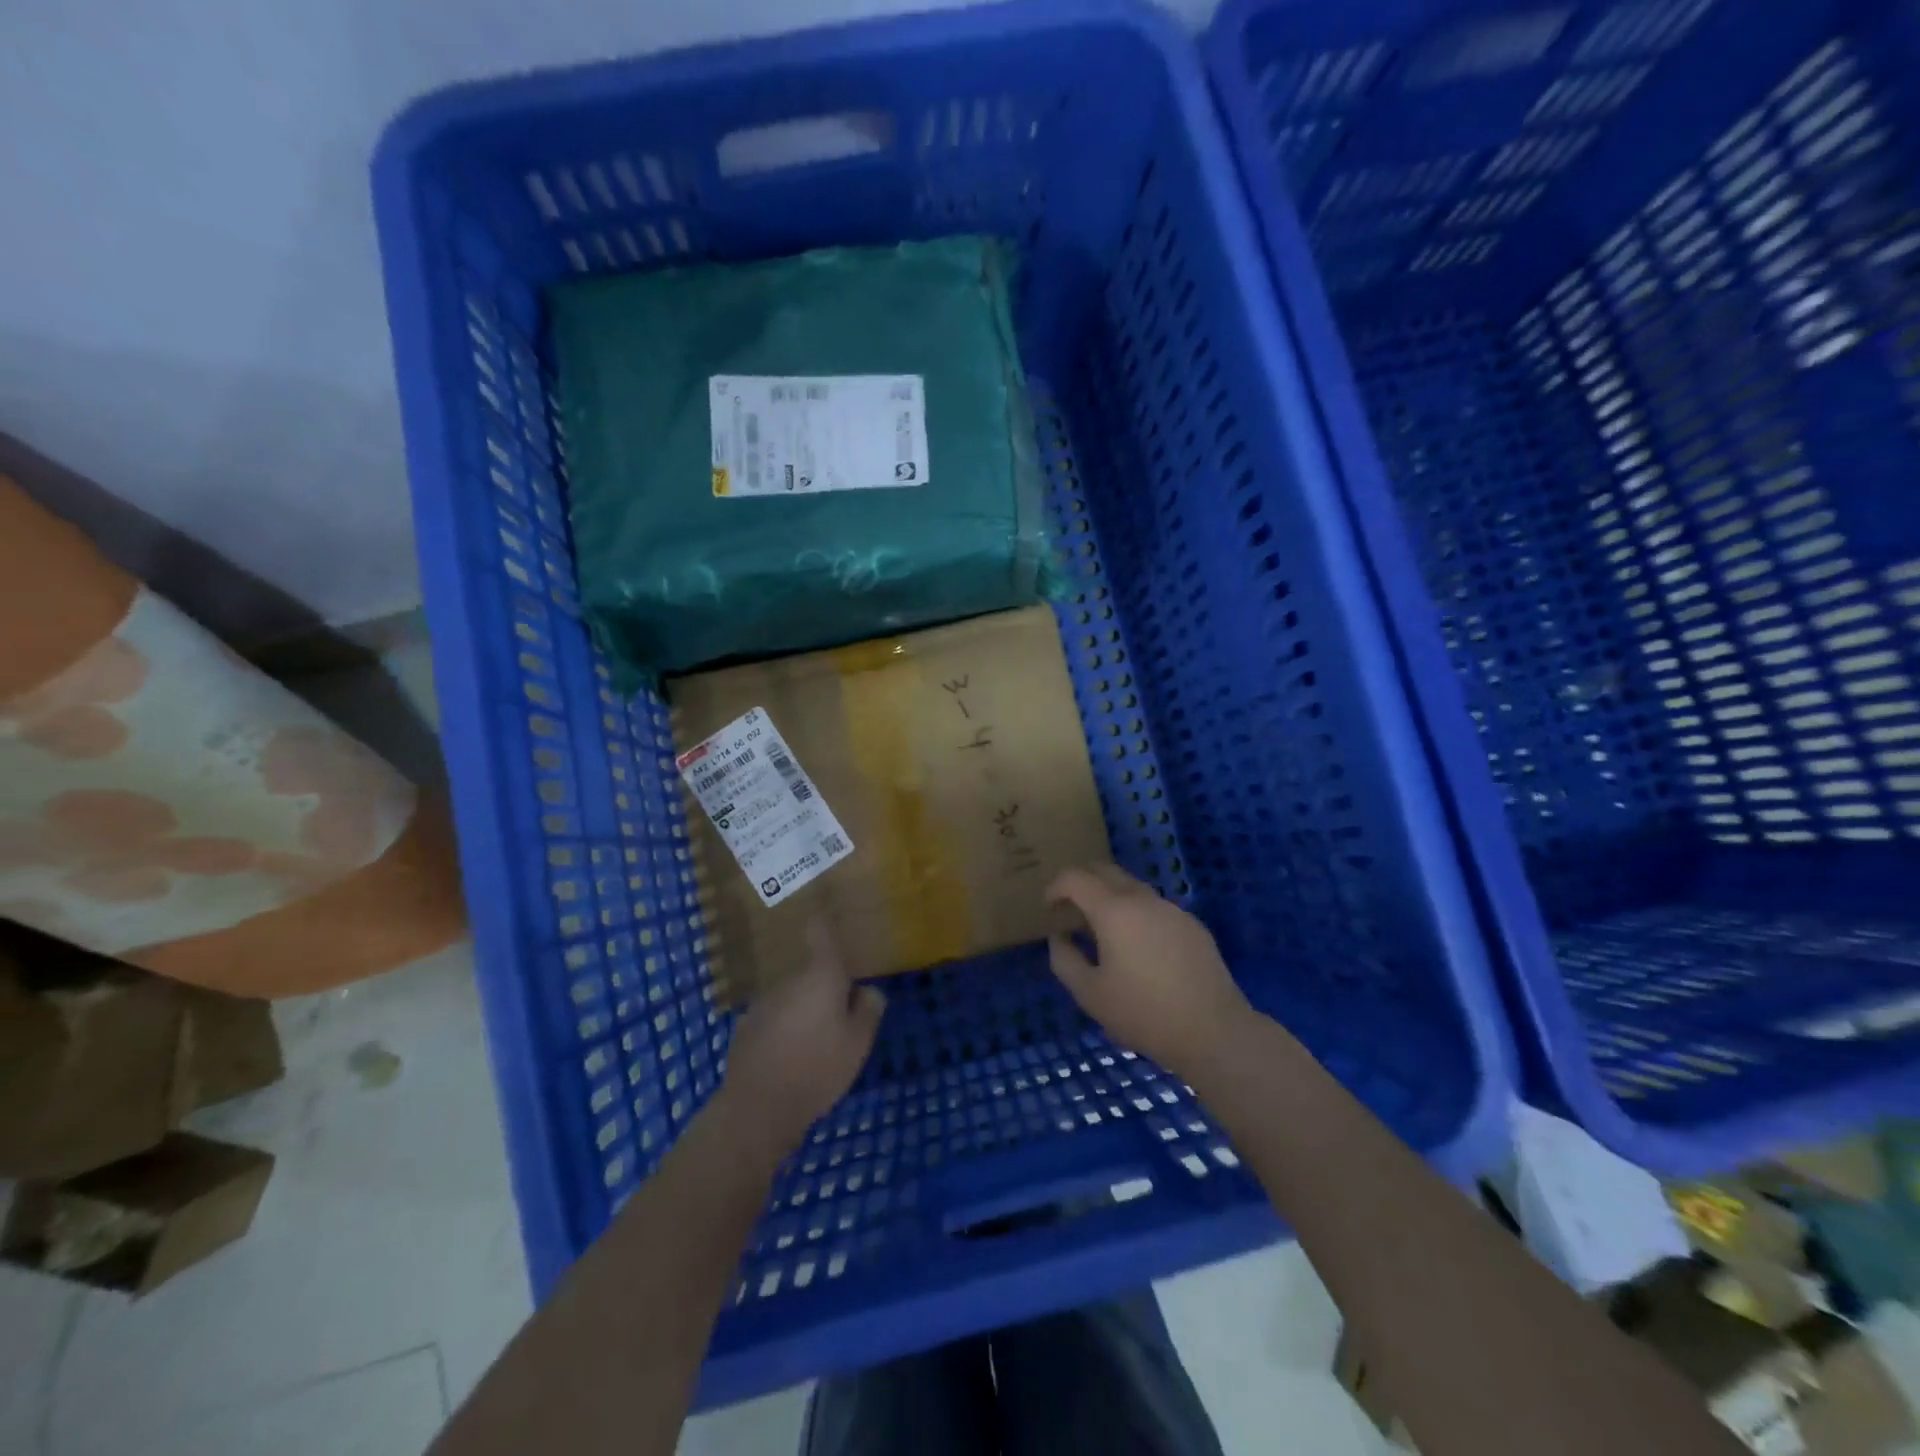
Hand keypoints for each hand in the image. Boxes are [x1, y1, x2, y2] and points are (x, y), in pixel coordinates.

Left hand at [720, 917, 884, 1163]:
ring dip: (804, 1007)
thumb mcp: (859, 1042)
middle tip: (842, 1012)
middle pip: (810, 969)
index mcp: (820, 974)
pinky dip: (785, 1027)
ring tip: (817, 1041)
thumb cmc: (818, 1068)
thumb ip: (868, 1009)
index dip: (827, 921)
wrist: (758, 1107)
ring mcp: (763, 1001)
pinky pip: (775, 1016)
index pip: (821, 931)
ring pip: (793, 993)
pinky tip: (791, 1056)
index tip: (834, 914)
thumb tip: (867, 990)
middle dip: (825, 984)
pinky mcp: (746, 1025)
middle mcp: (789, 978)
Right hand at [1046, 865, 1252, 1080]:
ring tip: (1102, 929)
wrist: (1213, 1031)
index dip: (1055, 887)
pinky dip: (1136, 913)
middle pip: (1105, 870)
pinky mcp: (1192, 925)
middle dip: (1081, 881)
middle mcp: (1143, 899)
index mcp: (1114, 910)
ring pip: (1132, 886)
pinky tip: (1138, 947)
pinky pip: (1155, 907)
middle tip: (1069, 908)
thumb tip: (1059, 936)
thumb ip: (1064, 959)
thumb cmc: (1144, 1013)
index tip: (1047, 907)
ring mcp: (1172, 909)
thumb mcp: (1090, 994)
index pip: (1075, 878)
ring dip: (1109, 896)